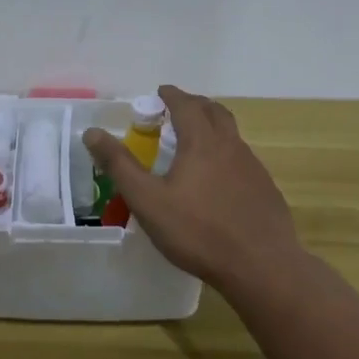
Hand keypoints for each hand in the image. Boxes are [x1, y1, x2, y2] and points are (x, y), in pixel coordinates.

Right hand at [83, 85, 300, 293]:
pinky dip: (226, 154)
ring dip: (213, 127)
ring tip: (196, 141)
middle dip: (195, 104)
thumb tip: (92, 133)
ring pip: (232, 134)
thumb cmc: (198, 231)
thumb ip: (119, 165)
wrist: (261, 267)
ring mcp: (253, 167)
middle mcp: (230, 146)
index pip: (186, 105)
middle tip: (178, 109)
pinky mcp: (266, 189)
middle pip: (215, 112)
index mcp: (202, 142)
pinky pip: (243, 159)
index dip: (171, 95)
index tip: (160, 92)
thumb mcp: (148, 200)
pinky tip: (219, 179)